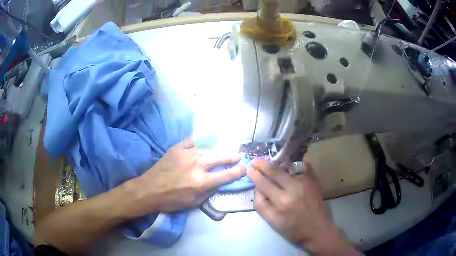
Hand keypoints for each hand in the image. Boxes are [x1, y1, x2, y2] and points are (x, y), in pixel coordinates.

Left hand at [130, 138, 244, 214]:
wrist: (149, 189)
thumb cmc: (172, 200)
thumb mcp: (194, 203)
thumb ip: (209, 192)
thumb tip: (220, 182)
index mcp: (201, 181)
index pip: (225, 175)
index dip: (237, 171)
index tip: (244, 168)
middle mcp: (196, 165)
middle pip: (220, 158)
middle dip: (232, 157)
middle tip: (238, 155)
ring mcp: (186, 154)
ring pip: (208, 148)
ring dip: (218, 149)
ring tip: (224, 148)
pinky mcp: (177, 148)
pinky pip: (193, 140)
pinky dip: (202, 139)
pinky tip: (207, 138)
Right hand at [247, 160, 358, 254]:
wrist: (317, 230)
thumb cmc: (293, 229)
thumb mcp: (273, 222)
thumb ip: (261, 205)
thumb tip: (257, 188)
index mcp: (282, 201)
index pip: (264, 183)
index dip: (255, 174)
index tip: (249, 168)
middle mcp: (294, 188)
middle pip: (275, 170)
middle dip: (263, 164)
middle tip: (256, 161)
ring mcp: (306, 182)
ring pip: (288, 165)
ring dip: (277, 163)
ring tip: (271, 163)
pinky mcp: (314, 180)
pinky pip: (303, 165)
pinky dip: (294, 162)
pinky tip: (289, 162)